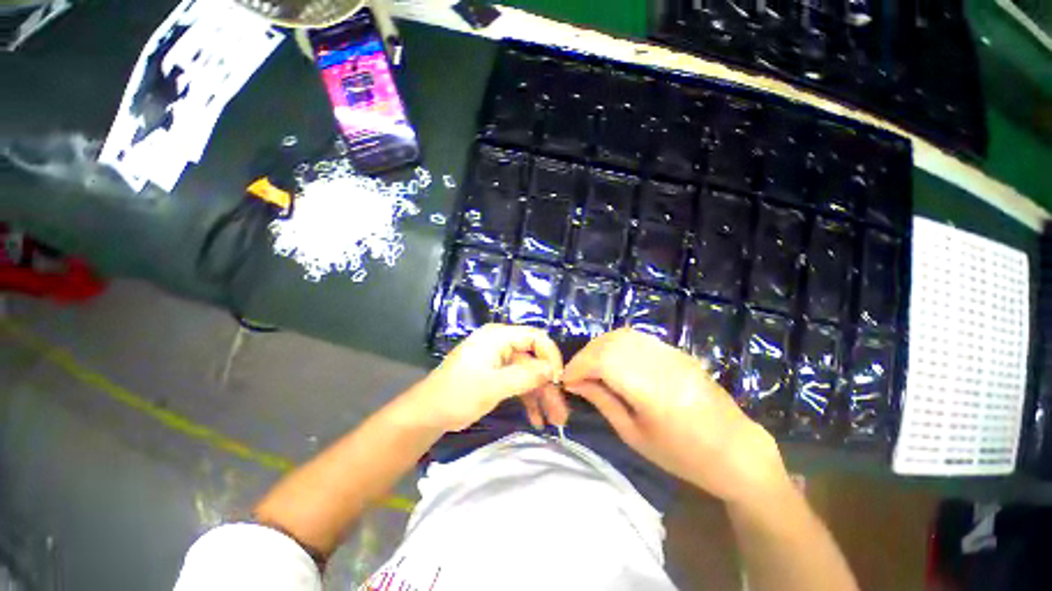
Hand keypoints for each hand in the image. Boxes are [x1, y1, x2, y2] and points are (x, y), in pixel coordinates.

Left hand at [406, 324, 567, 432]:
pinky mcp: (496, 375)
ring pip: (528, 374)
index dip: (550, 356)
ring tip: (554, 421)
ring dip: (541, 396)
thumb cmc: (458, 394)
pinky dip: (527, 399)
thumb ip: (525, 376)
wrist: (427, 414)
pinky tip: (537, 419)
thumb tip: (553, 370)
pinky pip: (518, 383)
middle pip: (534, 360)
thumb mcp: (493, 386)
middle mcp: (501, 344)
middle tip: (561, 412)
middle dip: (548, 386)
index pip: (535, 337)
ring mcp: (499, 360)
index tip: (559, 381)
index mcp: (498, 336)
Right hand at [562, 328, 789, 504]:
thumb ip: (603, 402)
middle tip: (577, 375)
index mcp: (651, 389)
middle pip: (610, 342)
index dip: (578, 366)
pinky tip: (612, 361)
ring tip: (591, 368)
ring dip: (599, 348)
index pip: (602, 360)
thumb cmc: (684, 454)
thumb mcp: (635, 435)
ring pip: (622, 335)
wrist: (736, 450)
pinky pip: (636, 338)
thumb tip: (576, 383)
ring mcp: (670, 352)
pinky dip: (616, 345)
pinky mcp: (675, 350)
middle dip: (585, 355)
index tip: (566, 380)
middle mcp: (660, 362)